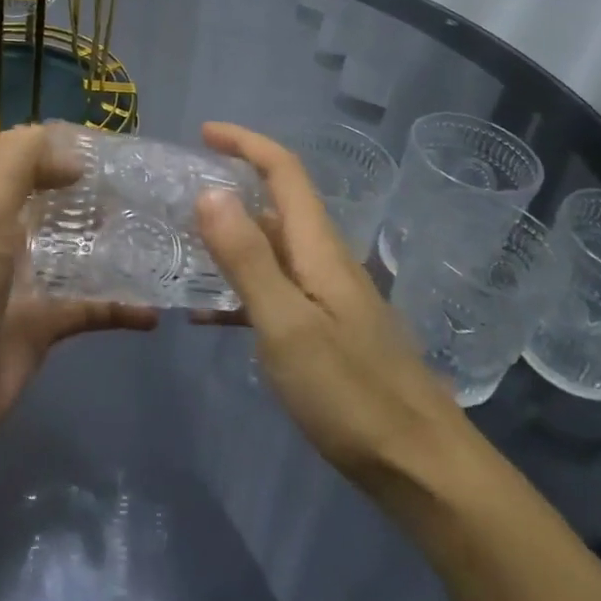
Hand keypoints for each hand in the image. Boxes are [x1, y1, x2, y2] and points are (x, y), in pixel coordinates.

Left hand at [0, 124, 157, 457]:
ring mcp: (29, 281)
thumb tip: (74, 158)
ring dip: (117, 245)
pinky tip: (155, 310)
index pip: (32, 158)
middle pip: (62, 203)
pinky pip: (92, 307)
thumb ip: (21, 165)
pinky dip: (122, 306)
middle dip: (103, 195)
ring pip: (81, 251)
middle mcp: (10, 235)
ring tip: (164, 238)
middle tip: (152, 193)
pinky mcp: (45, 325)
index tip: (119, 150)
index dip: (69, 148)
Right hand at [193, 122, 476, 497]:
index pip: (284, 171)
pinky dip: (241, 288)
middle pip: (277, 205)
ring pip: (273, 249)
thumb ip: (247, 258)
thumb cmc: (351, 394)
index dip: (246, 143)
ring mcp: (330, 297)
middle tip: (178, 196)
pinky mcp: (329, 331)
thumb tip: (210, 192)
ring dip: (231, 239)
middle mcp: (326, 260)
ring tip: (183, 248)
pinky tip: (210, 315)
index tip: (203, 132)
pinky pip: (276, 290)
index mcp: (319, 247)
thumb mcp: (287, 325)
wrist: (422, 468)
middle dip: (232, 187)